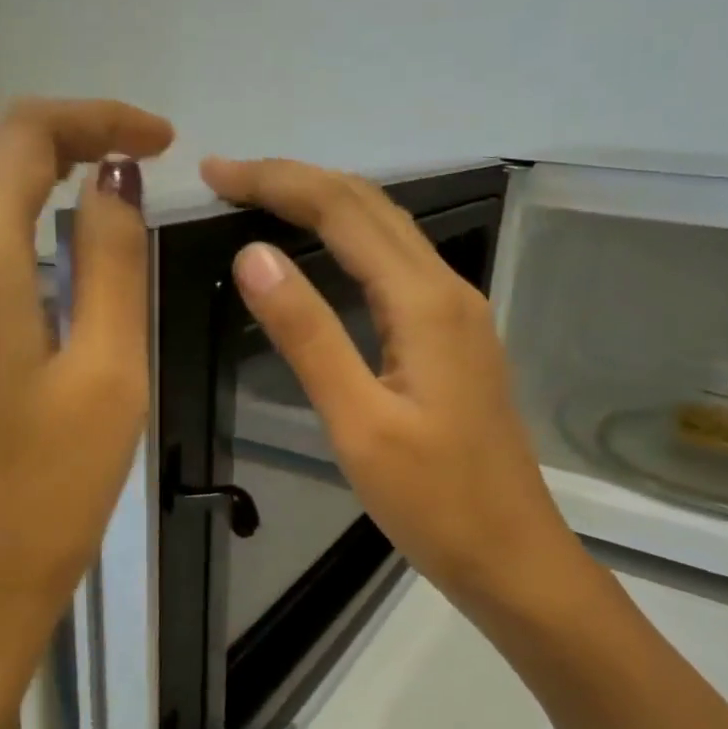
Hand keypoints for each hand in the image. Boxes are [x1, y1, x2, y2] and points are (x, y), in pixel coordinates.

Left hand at [0, 99, 171, 728]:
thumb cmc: (43, 494)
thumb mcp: (107, 374)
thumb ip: (110, 261)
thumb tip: (112, 183)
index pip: (24, 135)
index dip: (96, 119)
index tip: (160, 140)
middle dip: (56, 137)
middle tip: (131, 164)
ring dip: (17, 177)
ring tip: (90, 203)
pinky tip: (34, 261)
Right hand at [202, 156, 582, 634]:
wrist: (512, 556)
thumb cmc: (434, 503)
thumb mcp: (358, 424)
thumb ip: (308, 336)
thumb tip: (254, 255)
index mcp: (425, 303)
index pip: (343, 211)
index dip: (278, 182)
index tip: (215, 172)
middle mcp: (448, 292)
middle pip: (370, 209)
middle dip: (299, 182)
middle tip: (229, 180)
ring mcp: (458, 317)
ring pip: (388, 235)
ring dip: (327, 207)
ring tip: (265, 203)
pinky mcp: (455, 343)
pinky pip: (399, 269)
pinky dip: (352, 245)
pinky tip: (325, 259)